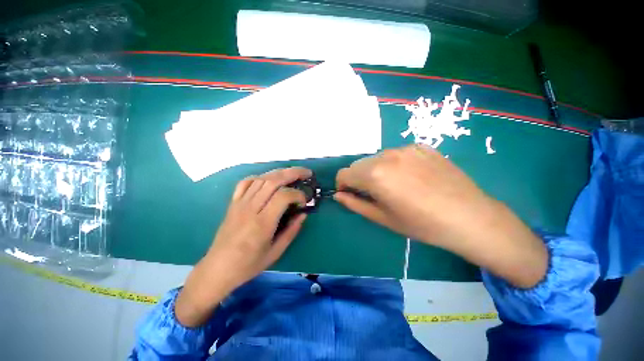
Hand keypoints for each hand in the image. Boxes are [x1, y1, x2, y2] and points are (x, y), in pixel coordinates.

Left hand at [175, 167, 310, 326]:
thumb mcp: (276, 252)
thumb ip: (292, 231)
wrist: (217, 269)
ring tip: (292, 173)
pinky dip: (260, 177)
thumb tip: (303, 214)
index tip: (304, 202)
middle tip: (306, 173)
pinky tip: (268, 180)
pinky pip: (246, 183)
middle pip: (273, 181)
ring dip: (279, 173)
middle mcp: (250, 208)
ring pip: (261, 178)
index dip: (297, 194)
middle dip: (293, 173)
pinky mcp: (233, 203)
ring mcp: (240, 203)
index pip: (283, 196)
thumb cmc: (248, 264)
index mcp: (262, 223)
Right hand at [335, 145, 546, 288]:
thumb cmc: (422, 224)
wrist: (470, 217)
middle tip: (373, 193)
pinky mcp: (421, 146)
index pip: (344, 173)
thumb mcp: (383, 218)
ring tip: (393, 186)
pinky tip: (410, 177)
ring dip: (375, 170)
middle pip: (359, 164)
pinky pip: (396, 154)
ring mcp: (406, 148)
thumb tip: (338, 195)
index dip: (343, 185)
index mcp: (375, 174)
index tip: (351, 195)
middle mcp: (387, 155)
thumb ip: (355, 204)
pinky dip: (393, 164)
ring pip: (376, 158)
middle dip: (358, 178)